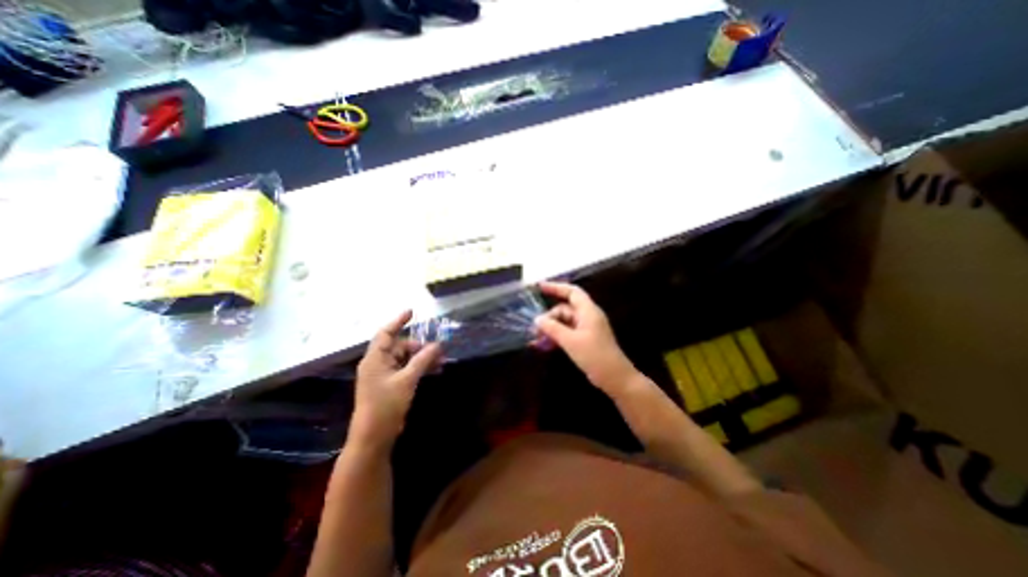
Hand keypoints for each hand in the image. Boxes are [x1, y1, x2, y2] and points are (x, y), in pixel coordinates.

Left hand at [352, 313, 439, 447]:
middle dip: (420, 347)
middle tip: (439, 350)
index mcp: (375, 359)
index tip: (412, 312)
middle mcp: (378, 363)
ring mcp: (384, 375)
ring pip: (405, 359)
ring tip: (441, 362)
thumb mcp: (407, 380)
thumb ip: (422, 360)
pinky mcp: (390, 385)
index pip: (386, 333)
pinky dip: (419, 368)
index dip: (398, 321)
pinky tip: (435, 370)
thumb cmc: (386, 405)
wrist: (374, 437)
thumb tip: (438, 344)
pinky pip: (407, 369)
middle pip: (400, 346)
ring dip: (422, 358)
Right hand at [534, 283, 638, 393]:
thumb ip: (553, 328)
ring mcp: (586, 328)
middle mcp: (587, 316)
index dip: (556, 287)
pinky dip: (556, 336)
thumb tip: (537, 319)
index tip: (539, 287)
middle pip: (565, 309)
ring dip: (551, 328)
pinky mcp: (585, 339)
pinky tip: (545, 344)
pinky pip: (567, 332)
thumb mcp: (570, 341)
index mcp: (588, 311)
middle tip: (535, 329)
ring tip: (536, 338)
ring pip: (564, 321)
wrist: (615, 378)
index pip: (572, 292)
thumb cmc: (595, 356)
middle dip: (549, 316)